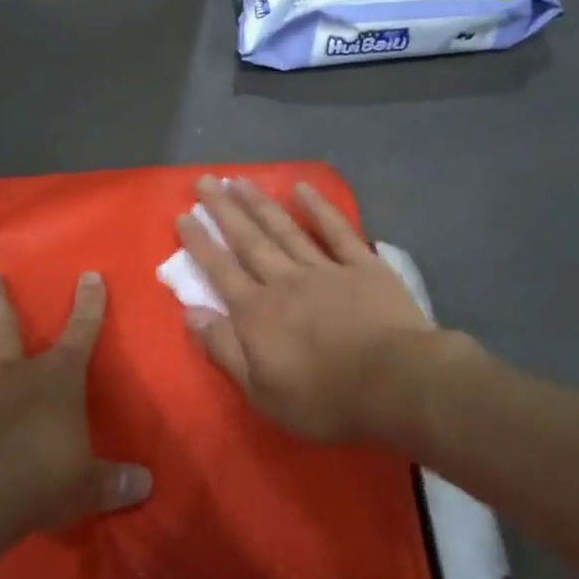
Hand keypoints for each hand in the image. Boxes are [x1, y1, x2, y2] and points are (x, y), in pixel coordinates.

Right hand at [177, 176, 439, 443]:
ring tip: (240, 180)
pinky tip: (302, 188)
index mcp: (257, 313)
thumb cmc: (324, 398)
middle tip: (205, 181)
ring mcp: (325, 269)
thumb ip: (224, 349)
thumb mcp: (261, 391)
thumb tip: (190, 313)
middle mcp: (284, 281)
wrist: (395, 383)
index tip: (183, 215)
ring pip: (286, 230)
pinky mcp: (363, 266)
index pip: (220, 271)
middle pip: (248, 241)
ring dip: (260, 204)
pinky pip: (337, 231)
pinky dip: (319, 208)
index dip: (200, 243)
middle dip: (224, 211)